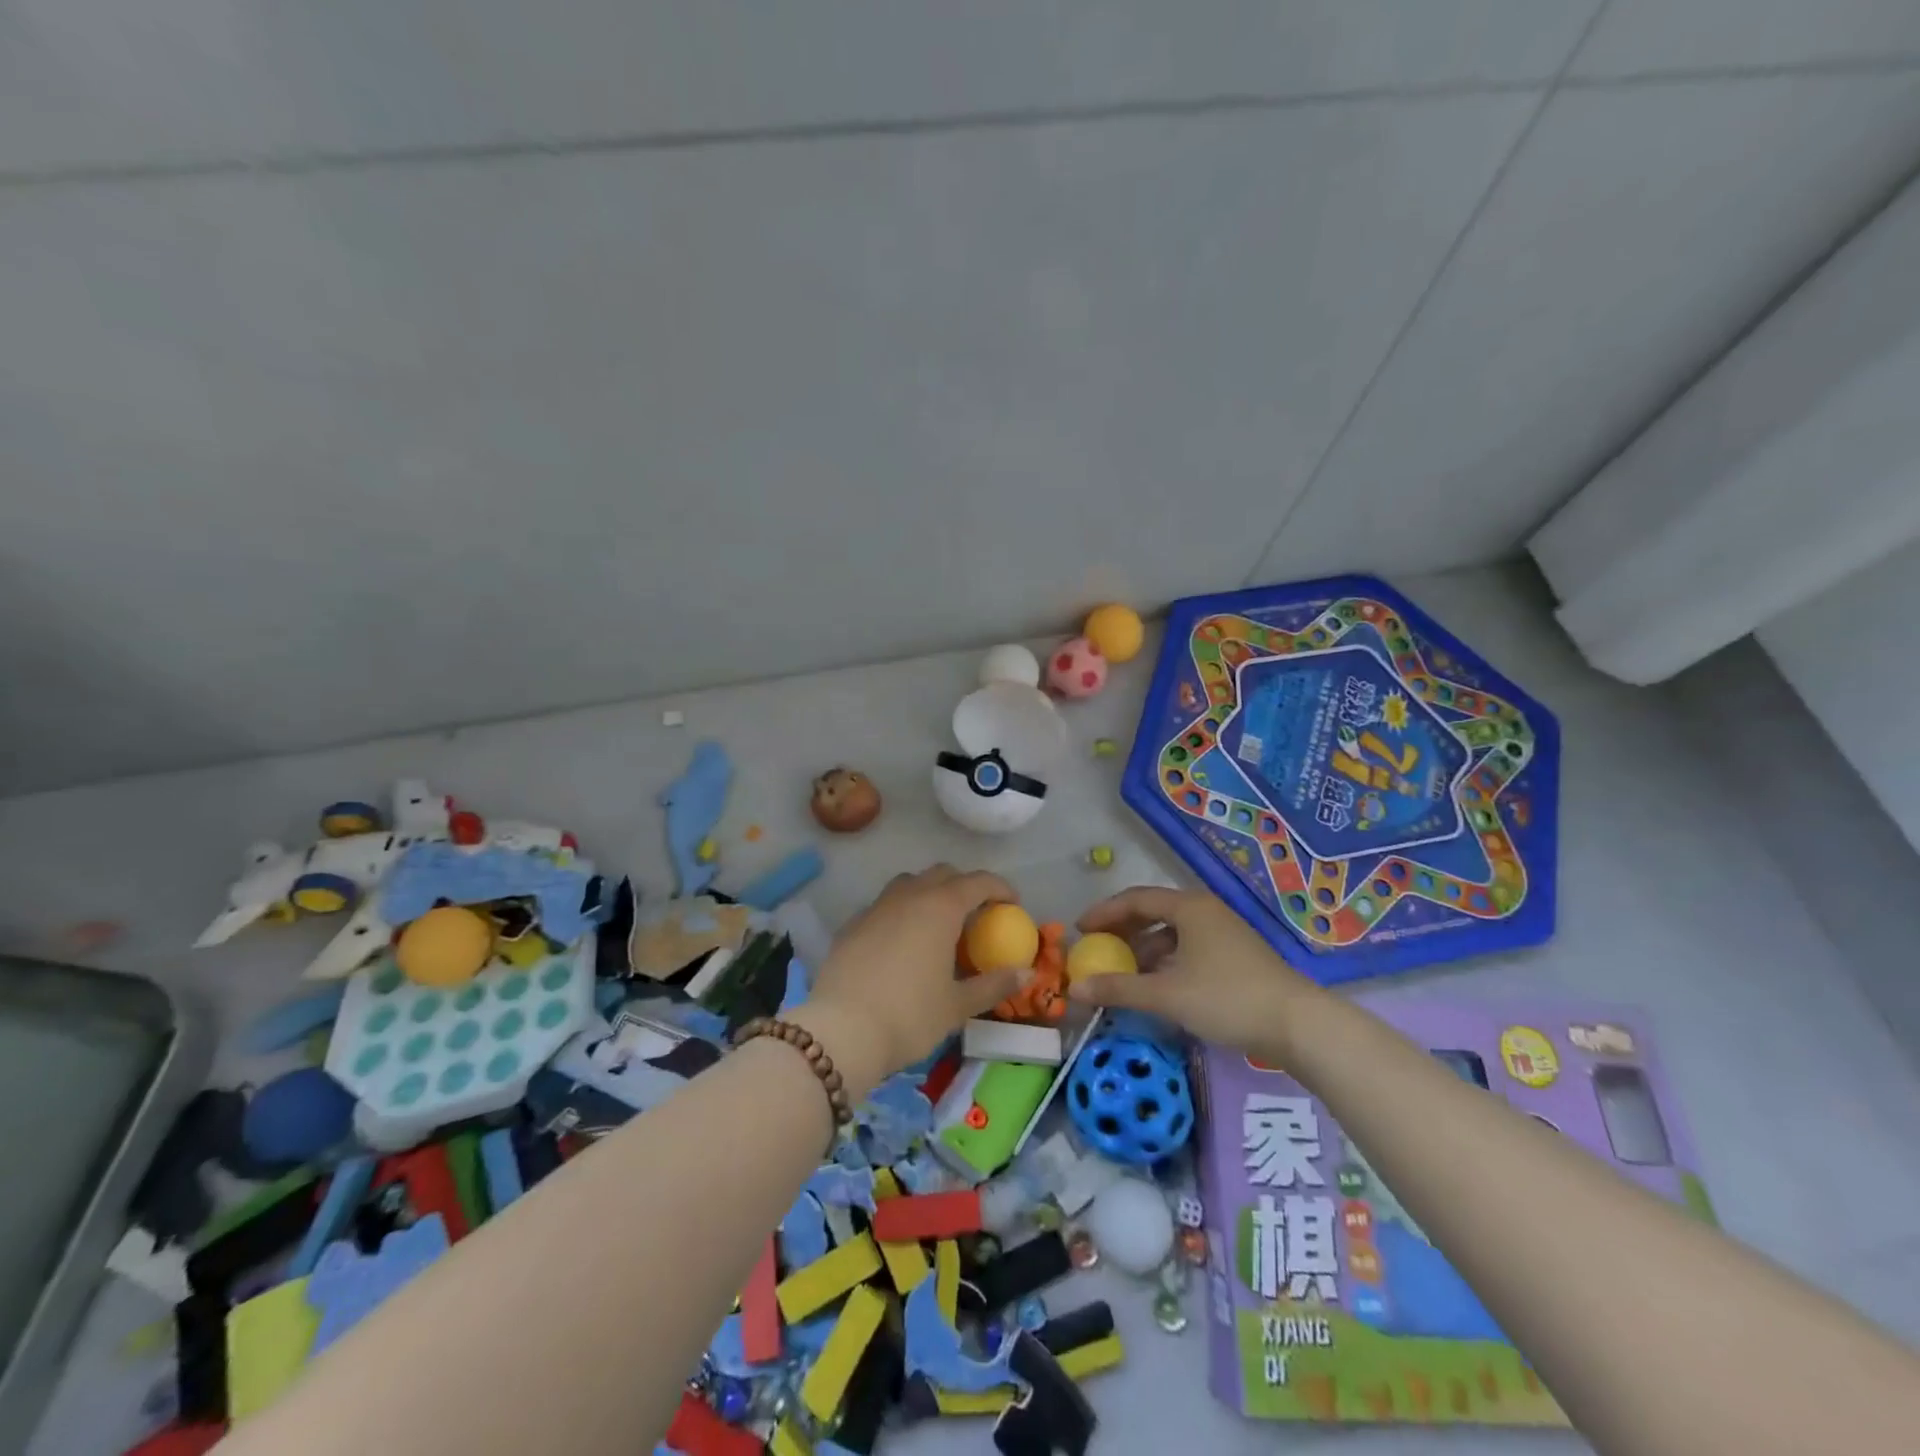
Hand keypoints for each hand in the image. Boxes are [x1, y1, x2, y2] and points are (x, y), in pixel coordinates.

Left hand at [794, 866, 1024, 1092]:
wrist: (841, 1031)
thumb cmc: (909, 1016)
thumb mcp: (957, 1006)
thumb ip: (993, 985)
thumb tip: (1024, 973)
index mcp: (940, 908)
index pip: (978, 882)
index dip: (1000, 888)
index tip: (1013, 904)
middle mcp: (908, 896)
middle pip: (942, 874)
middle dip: (964, 886)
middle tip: (976, 915)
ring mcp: (876, 907)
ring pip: (908, 884)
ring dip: (929, 893)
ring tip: (937, 925)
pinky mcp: (851, 925)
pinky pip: (884, 906)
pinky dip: (900, 914)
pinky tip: (901, 944)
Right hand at [1067, 885, 1324, 1057]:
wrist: (1298, 1024)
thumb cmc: (1227, 998)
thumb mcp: (1167, 995)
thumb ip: (1119, 989)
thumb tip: (1073, 990)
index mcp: (1188, 907)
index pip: (1135, 899)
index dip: (1104, 913)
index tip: (1080, 930)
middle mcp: (1205, 911)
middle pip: (1153, 912)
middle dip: (1122, 931)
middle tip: (1098, 949)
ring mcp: (1223, 933)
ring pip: (1172, 933)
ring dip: (1144, 949)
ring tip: (1123, 973)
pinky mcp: (1235, 955)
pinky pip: (1188, 948)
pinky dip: (1165, 961)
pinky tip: (1157, 986)